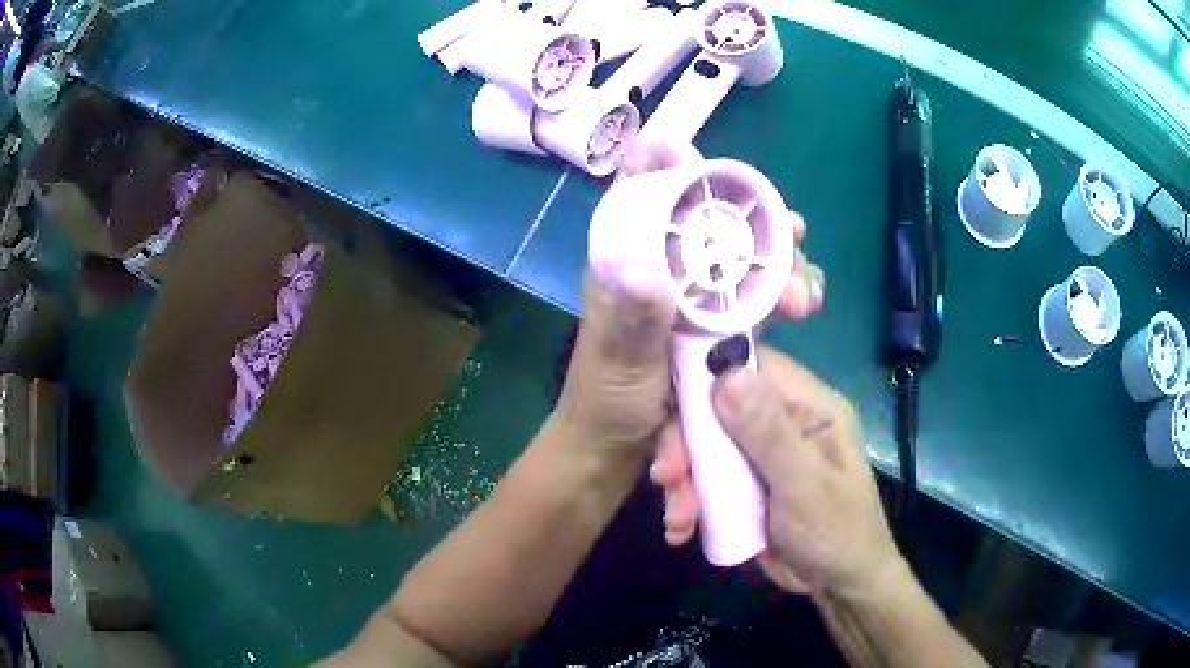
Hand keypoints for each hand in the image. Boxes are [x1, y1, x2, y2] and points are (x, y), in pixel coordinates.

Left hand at [556, 141, 823, 460]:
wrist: (617, 448)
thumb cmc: (605, 401)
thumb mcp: (616, 361)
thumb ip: (630, 320)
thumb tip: (647, 268)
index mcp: (629, 261)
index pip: (642, 193)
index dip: (666, 164)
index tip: (693, 152)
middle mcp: (667, 267)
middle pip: (713, 220)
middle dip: (757, 219)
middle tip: (795, 230)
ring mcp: (697, 294)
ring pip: (744, 255)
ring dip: (782, 261)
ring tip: (805, 290)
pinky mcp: (719, 323)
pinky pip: (756, 295)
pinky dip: (783, 293)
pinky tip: (804, 303)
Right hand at [653, 348, 901, 595]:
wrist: (838, 586)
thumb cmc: (836, 532)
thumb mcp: (805, 485)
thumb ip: (769, 433)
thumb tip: (726, 374)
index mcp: (809, 406)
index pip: (753, 365)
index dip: (708, 374)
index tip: (672, 404)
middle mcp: (781, 421)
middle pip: (717, 408)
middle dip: (686, 442)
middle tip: (667, 478)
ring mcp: (759, 455)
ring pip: (704, 446)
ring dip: (683, 481)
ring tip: (678, 517)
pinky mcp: (742, 485)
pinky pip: (704, 480)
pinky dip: (687, 502)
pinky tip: (681, 529)